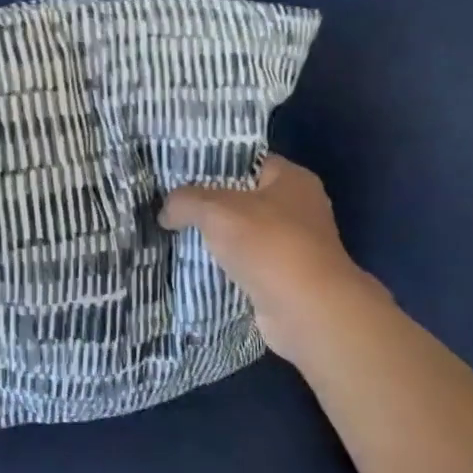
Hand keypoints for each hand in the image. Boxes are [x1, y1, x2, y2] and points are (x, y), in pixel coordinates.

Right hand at [161, 155, 385, 360]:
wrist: (307, 311)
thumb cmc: (268, 245)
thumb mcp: (216, 210)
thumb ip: (185, 201)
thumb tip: (165, 212)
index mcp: (293, 180)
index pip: (247, 161)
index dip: (213, 164)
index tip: (179, 173)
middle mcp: (299, 208)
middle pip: (243, 198)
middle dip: (209, 204)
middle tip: (172, 204)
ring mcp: (294, 246)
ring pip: (243, 233)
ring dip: (215, 238)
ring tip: (175, 234)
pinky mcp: (285, 278)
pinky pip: (246, 263)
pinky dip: (224, 266)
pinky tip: (194, 265)